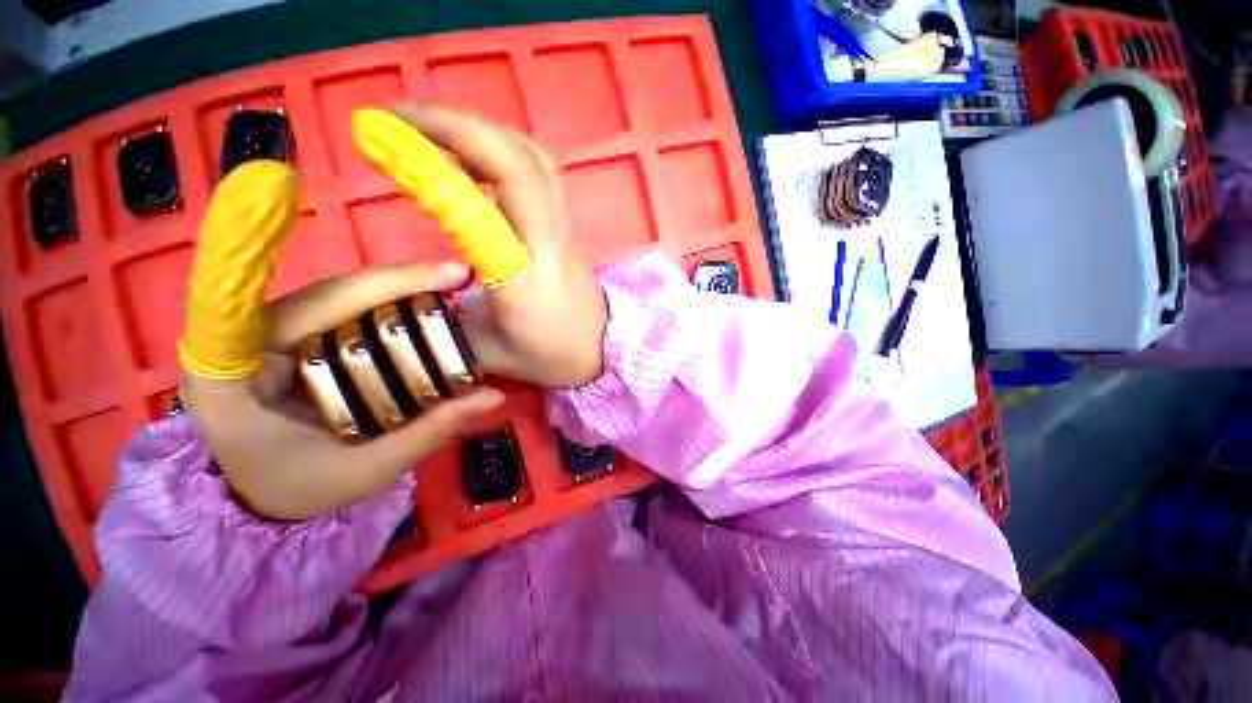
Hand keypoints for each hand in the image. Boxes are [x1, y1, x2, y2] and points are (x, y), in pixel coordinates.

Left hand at [178, 262, 504, 520]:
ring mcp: (263, 331)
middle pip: (328, 292)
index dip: (373, 284)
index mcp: (233, 372)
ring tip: (448, 284)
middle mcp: (240, 338)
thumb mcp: (368, 469)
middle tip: (459, 276)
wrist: (262, 494)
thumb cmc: (301, 487)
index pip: (305, 308)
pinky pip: (341, 308)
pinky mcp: (289, 334)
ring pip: (336, 294)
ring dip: (395, 286)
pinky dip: (384, 302)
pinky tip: (421, 300)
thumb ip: (429, 431)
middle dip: (398, 281)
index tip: (437, 275)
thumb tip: (493, 395)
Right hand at [385, 103, 608, 387]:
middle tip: (403, 115)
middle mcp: (547, 243)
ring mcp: (564, 230)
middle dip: (457, 123)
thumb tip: (420, 284)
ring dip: (485, 130)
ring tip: (439, 130)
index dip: (432, 167)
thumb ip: (449, 318)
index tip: (385, 137)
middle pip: (518, 162)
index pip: (479, 211)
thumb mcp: (488, 351)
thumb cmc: (551, 357)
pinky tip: (478, 160)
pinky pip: (542, 173)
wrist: (604, 352)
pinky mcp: (568, 228)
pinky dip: (506, 150)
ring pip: (535, 159)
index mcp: (522, 278)